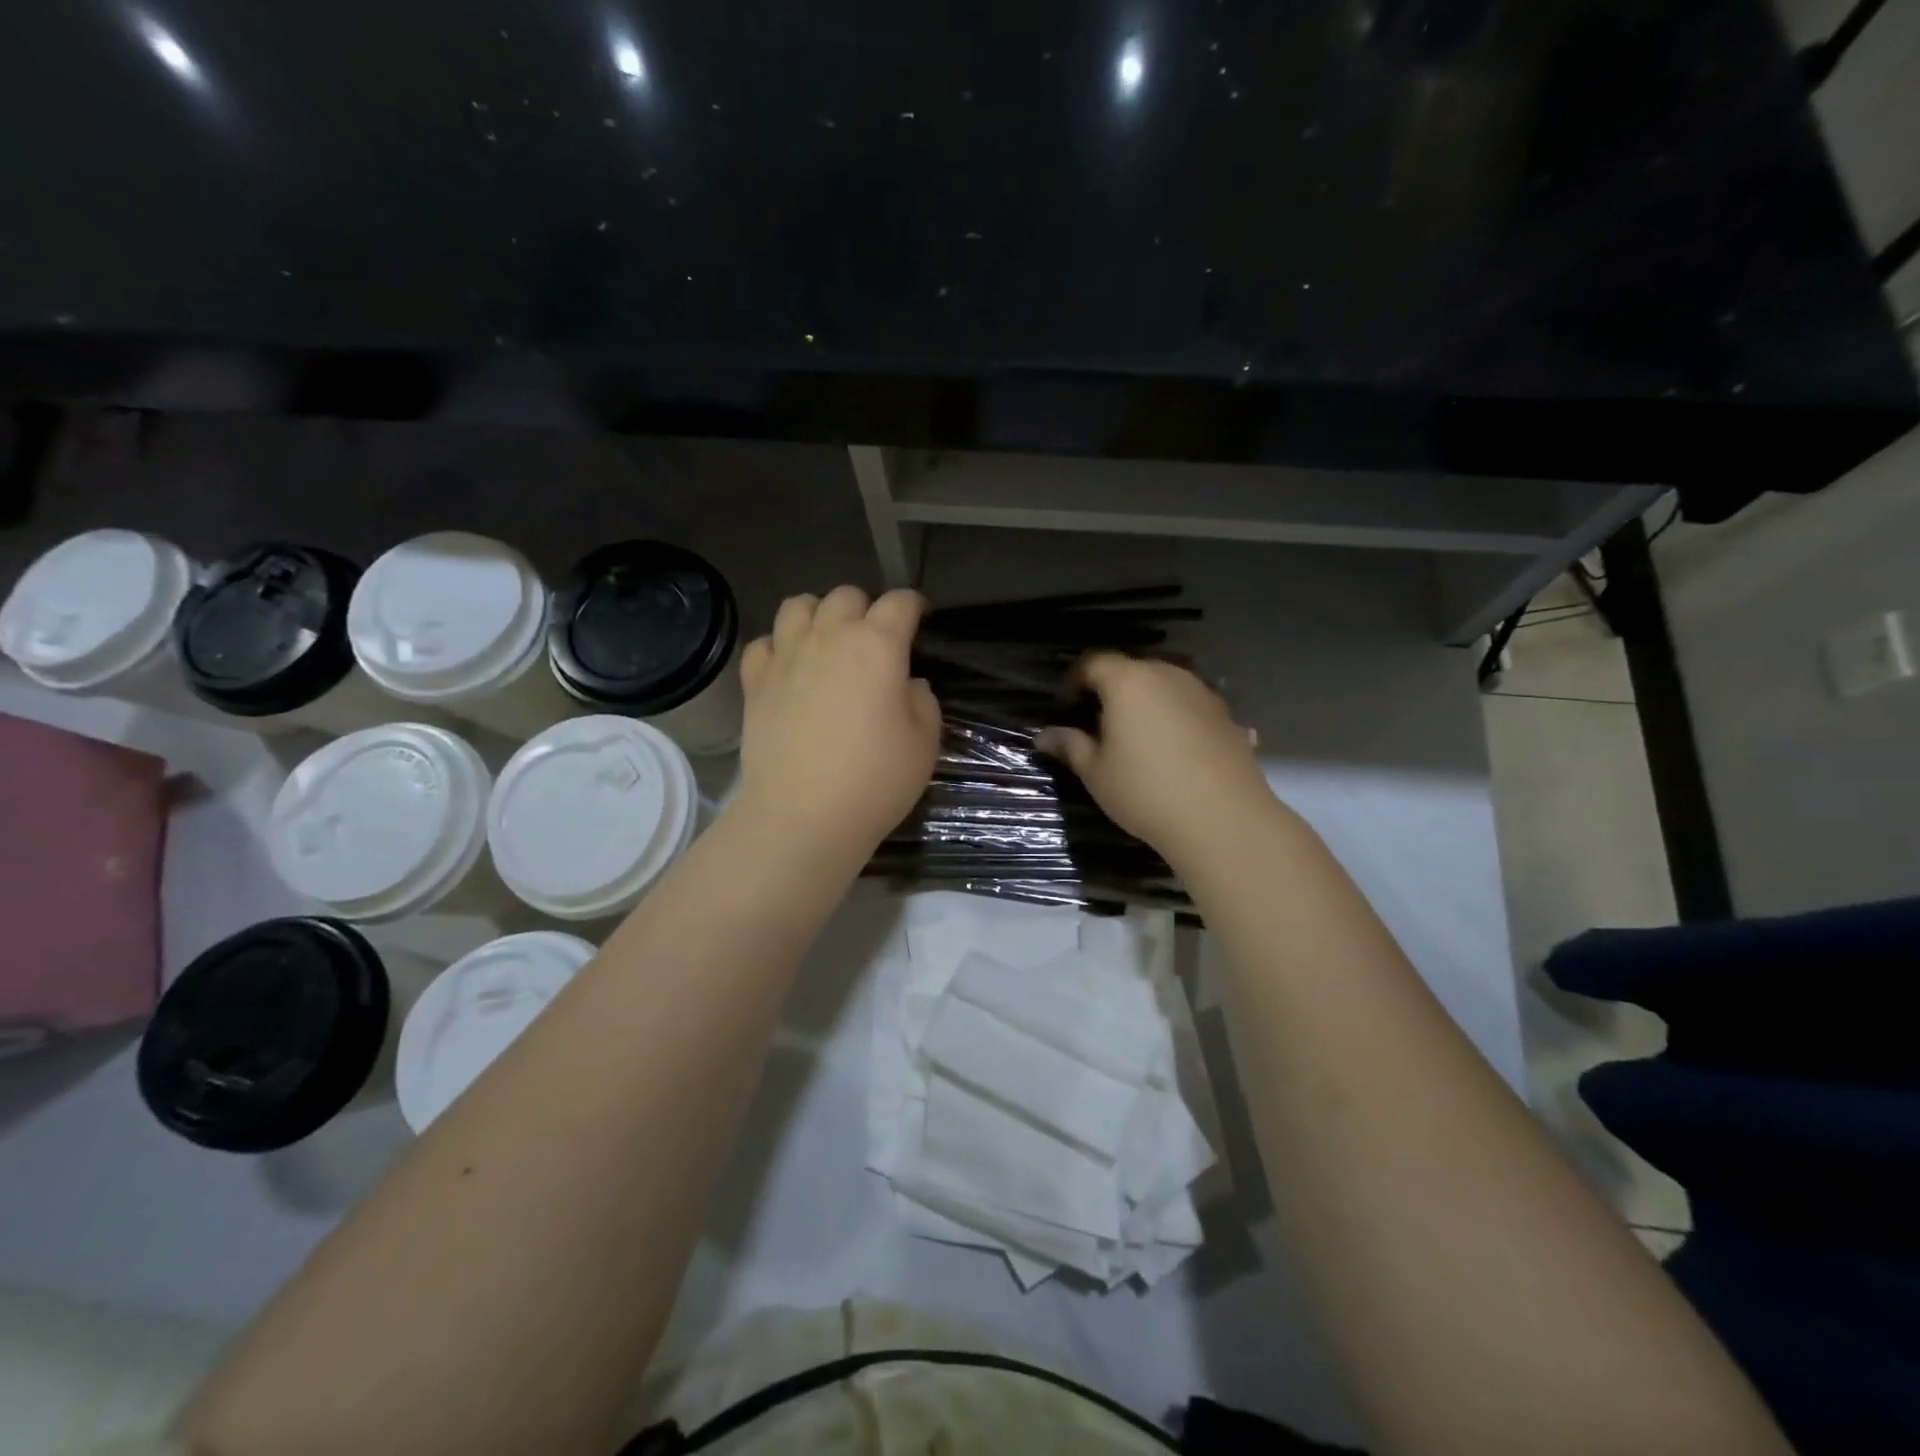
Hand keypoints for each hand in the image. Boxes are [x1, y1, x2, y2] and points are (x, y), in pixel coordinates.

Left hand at [735, 586, 940, 859]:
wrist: (803, 815)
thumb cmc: (875, 780)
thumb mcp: (924, 743)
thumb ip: (922, 700)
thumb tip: (905, 684)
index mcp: (877, 646)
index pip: (899, 603)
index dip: (913, 605)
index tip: (919, 617)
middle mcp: (829, 638)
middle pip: (845, 595)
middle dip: (865, 608)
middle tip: (873, 639)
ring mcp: (786, 657)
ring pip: (798, 605)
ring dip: (818, 615)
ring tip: (827, 641)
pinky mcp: (755, 682)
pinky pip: (763, 643)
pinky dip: (778, 646)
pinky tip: (789, 667)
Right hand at [1035, 653, 1272, 866]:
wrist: (1222, 818)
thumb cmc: (1145, 790)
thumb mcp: (1096, 772)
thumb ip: (1071, 746)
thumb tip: (1045, 736)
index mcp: (1128, 682)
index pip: (1094, 662)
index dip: (1074, 680)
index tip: (1064, 706)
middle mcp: (1168, 676)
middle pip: (1133, 670)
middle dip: (1112, 690)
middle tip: (1098, 722)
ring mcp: (1203, 694)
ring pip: (1166, 686)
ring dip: (1148, 703)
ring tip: (1138, 737)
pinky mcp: (1228, 717)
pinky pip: (1192, 708)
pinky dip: (1178, 720)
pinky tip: (1176, 750)